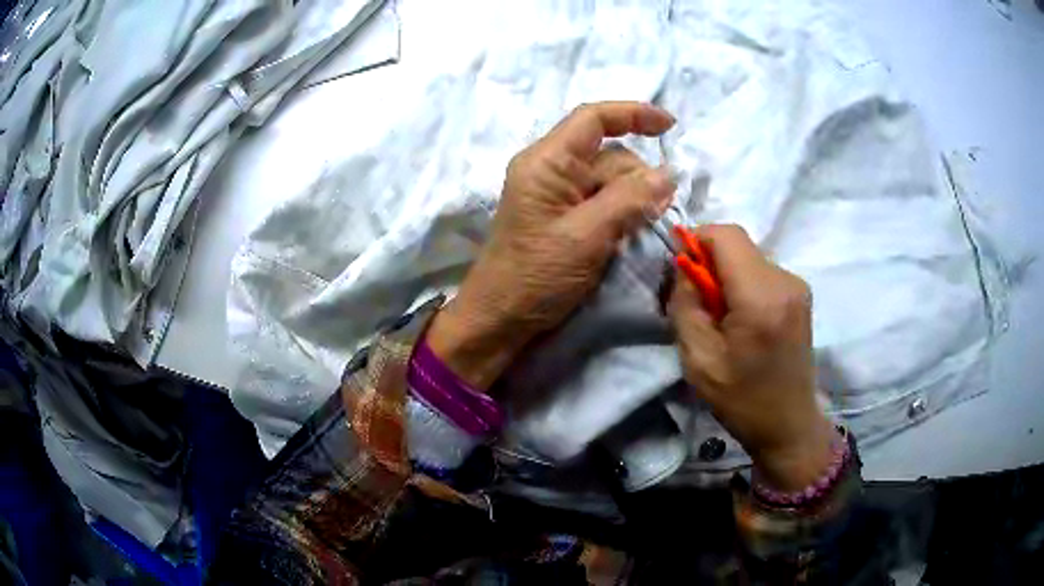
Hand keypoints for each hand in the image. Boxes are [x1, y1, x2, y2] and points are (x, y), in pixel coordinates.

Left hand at [426, 102, 676, 389]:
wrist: (499, 321)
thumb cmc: (535, 277)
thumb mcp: (587, 236)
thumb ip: (630, 199)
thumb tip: (669, 174)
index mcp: (546, 162)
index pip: (592, 119)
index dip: (633, 114)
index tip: (671, 126)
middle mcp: (549, 170)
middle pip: (607, 154)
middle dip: (638, 176)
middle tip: (655, 212)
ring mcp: (555, 195)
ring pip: (609, 181)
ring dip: (633, 198)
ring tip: (642, 227)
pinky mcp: (562, 218)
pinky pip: (601, 202)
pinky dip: (621, 212)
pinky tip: (629, 233)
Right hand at [666, 224, 836, 491]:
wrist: (789, 424)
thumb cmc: (742, 400)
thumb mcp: (698, 358)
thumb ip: (686, 303)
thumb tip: (684, 266)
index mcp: (761, 297)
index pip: (725, 235)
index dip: (696, 241)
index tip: (681, 273)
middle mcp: (785, 280)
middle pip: (737, 244)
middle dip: (709, 263)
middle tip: (697, 303)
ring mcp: (797, 285)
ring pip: (748, 257)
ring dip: (726, 276)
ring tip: (720, 318)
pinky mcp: (800, 294)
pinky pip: (762, 272)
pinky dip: (743, 285)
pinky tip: (741, 321)